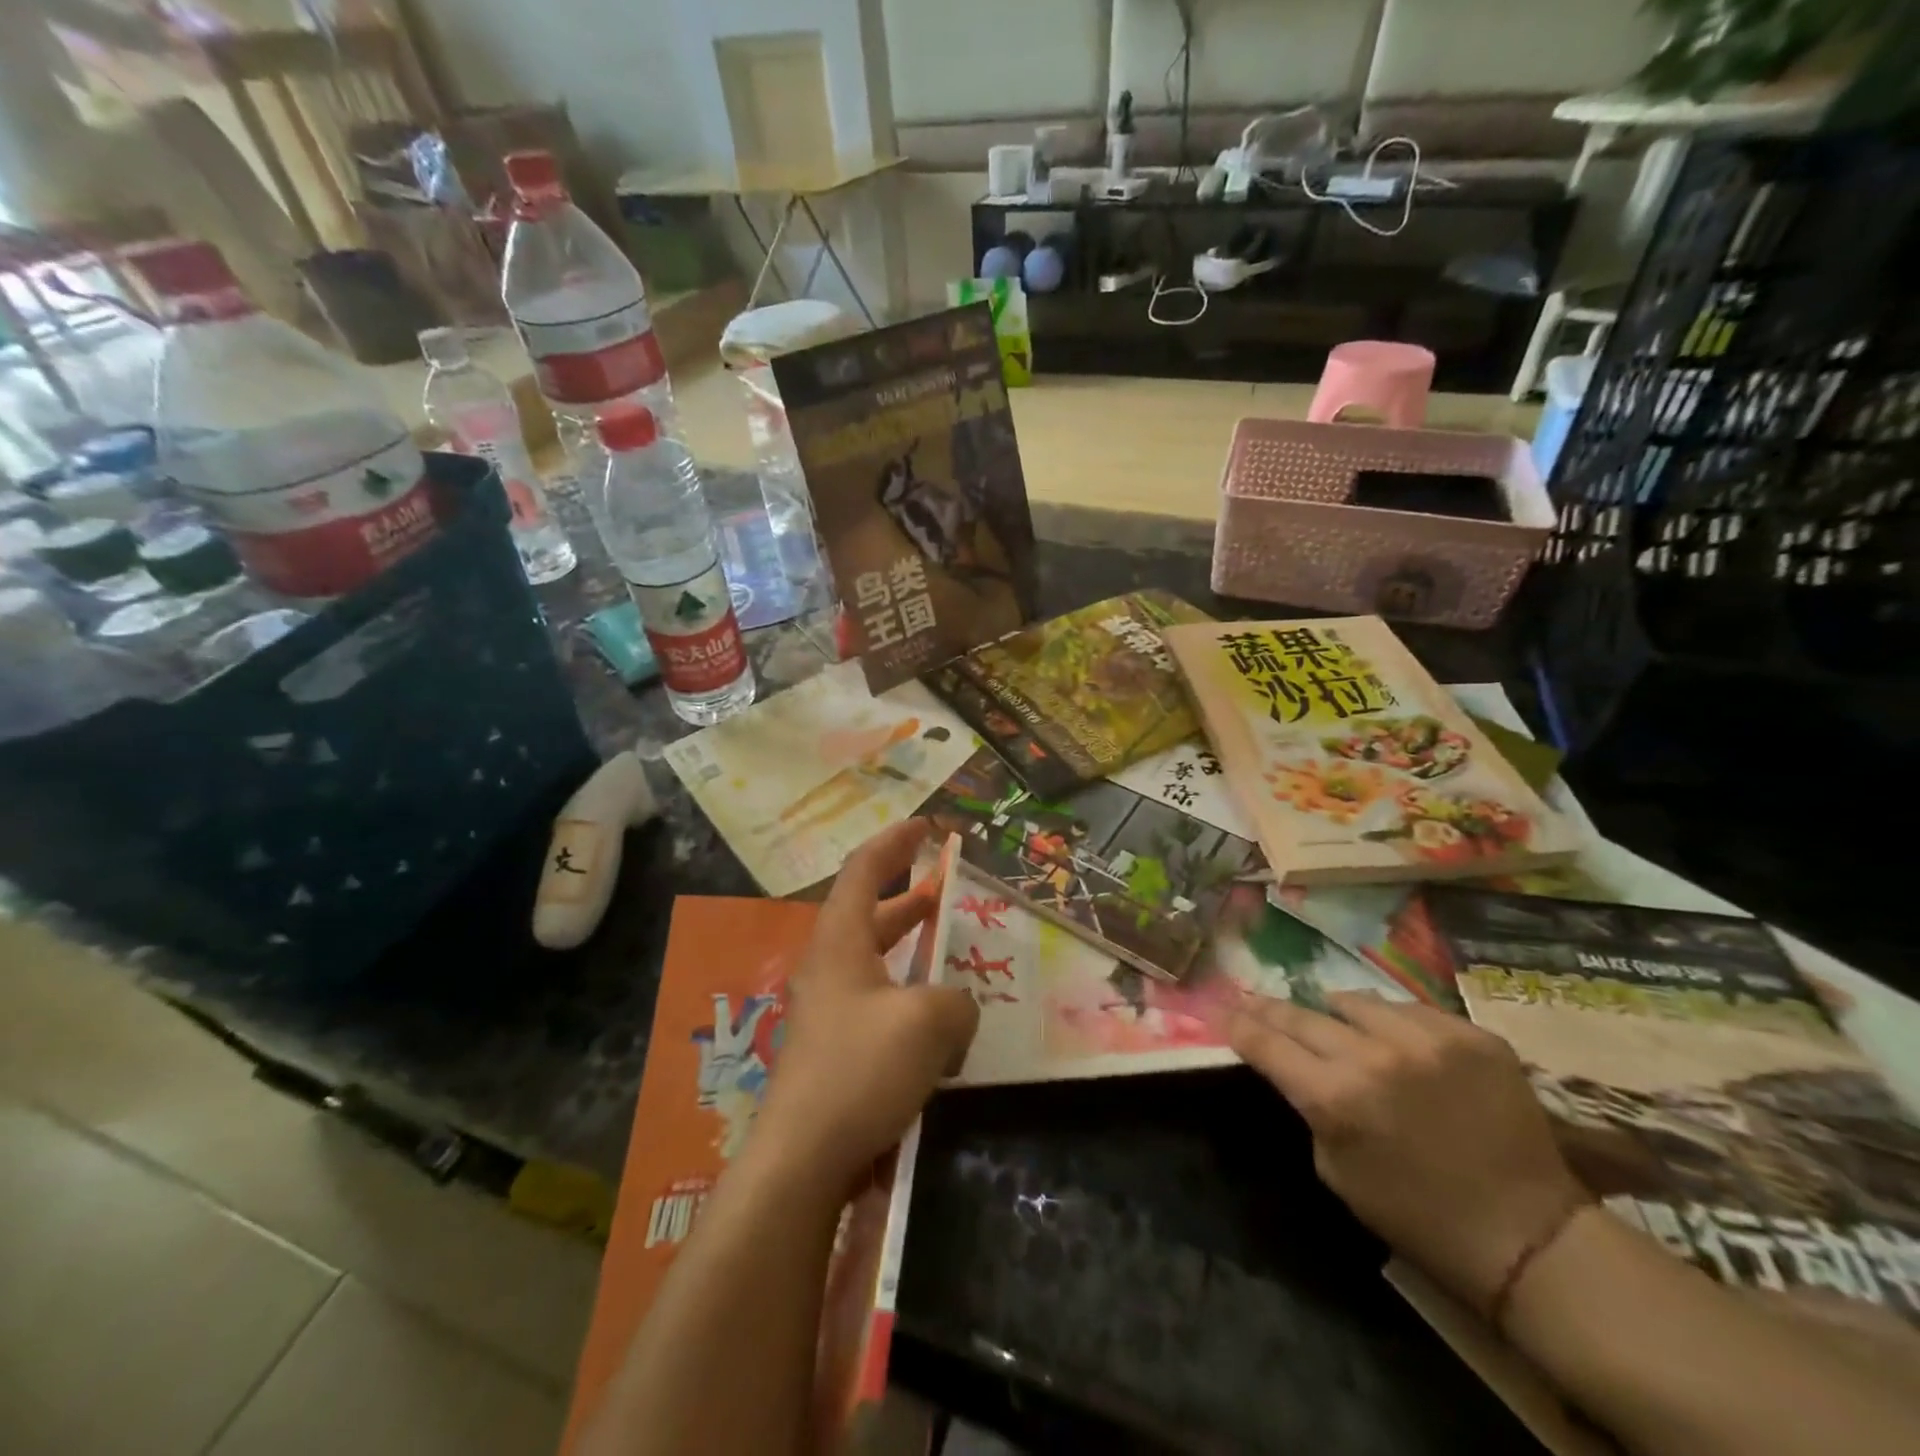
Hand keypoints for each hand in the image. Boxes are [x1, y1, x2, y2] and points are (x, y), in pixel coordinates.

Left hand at [751, 820, 978, 1195]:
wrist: (802, 1158)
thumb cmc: (860, 1070)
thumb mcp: (927, 1023)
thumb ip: (956, 1002)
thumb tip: (957, 1008)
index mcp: (841, 939)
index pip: (865, 870)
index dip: (895, 842)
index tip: (926, 826)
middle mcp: (829, 964)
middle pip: (868, 910)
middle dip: (907, 894)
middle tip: (945, 887)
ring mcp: (828, 1007)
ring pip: (873, 956)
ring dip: (908, 943)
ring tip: (945, 942)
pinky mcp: (834, 1046)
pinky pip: (876, 998)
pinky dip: (906, 988)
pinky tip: (935, 1015)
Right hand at [1231, 991, 1590, 1313]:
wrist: (1528, 1236)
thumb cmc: (1416, 1214)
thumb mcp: (1334, 1168)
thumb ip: (1308, 1105)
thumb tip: (1291, 1063)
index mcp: (1334, 1097)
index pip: (1265, 1042)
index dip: (1237, 1022)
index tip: (1218, 1006)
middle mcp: (1374, 1055)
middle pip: (1301, 1013)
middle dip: (1270, 1008)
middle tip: (1253, 999)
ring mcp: (1427, 1038)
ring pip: (1355, 1001)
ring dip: (1337, 1014)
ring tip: (1338, 1025)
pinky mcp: (1472, 1034)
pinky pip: (1411, 1010)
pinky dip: (1394, 1024)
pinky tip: (1400, 1044)